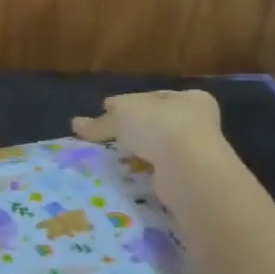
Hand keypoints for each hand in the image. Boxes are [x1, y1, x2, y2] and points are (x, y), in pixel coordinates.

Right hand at [71, 89, 225, 173]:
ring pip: (158, 148)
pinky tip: (126, 172)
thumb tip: (75, 123)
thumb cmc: (160, 127)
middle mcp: (198, 123)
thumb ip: (101, 121)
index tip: (106, 110)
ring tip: (112, 157)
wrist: (189, 170)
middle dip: (133, 129)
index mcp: (190, 98)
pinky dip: (143, 171)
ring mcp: (196, 152)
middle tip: (108, 135)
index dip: (128, 102)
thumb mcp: (123, 115)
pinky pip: (158, 170)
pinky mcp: (188, 177)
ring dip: (138, 152)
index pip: (153, 97)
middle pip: (156, 123)